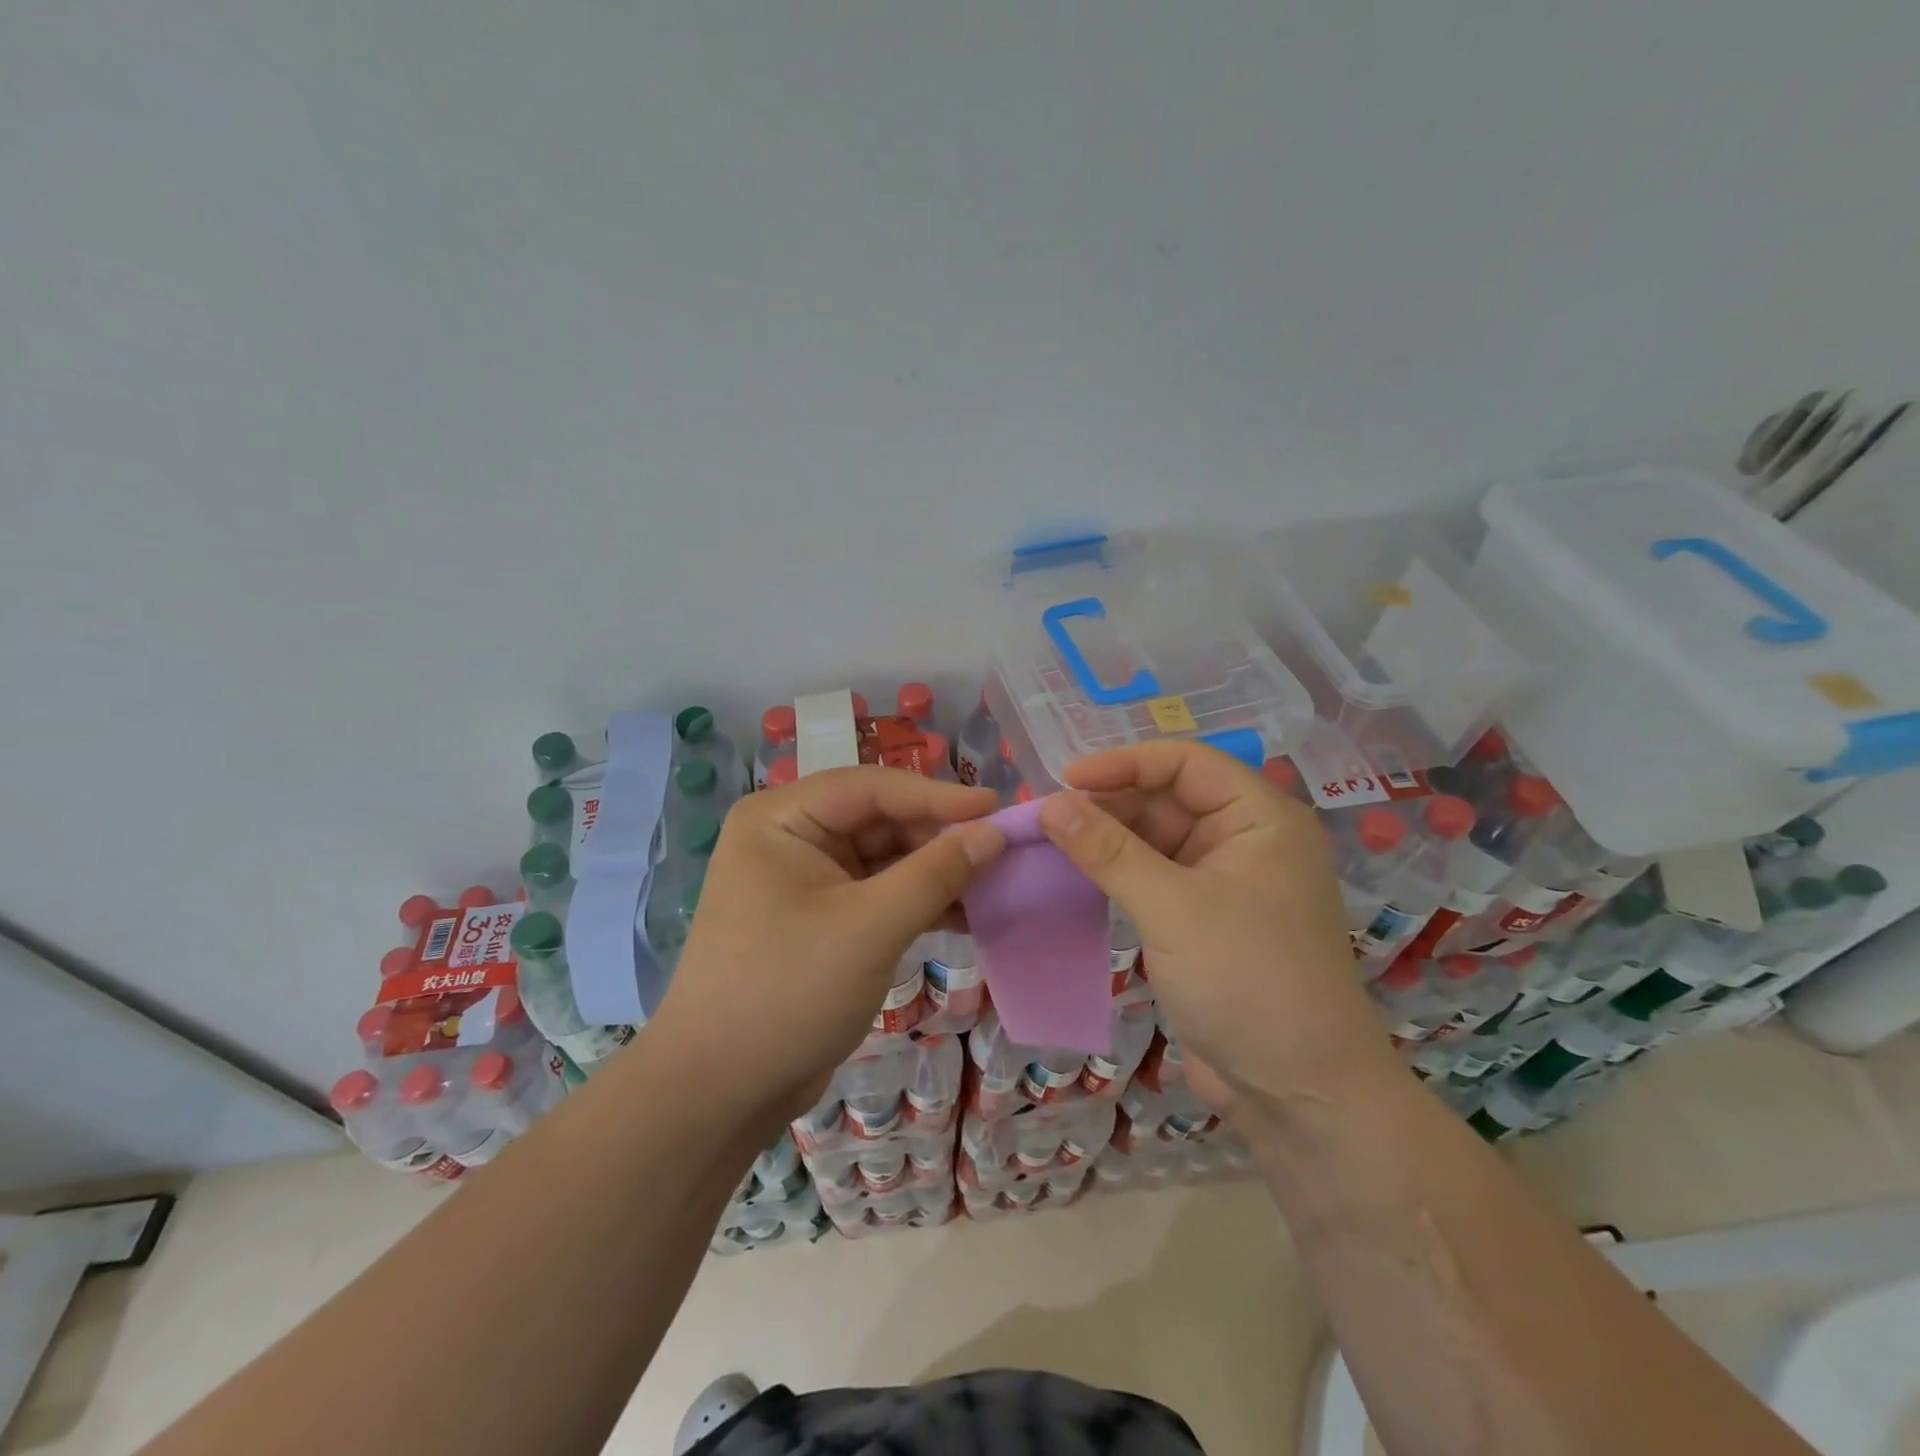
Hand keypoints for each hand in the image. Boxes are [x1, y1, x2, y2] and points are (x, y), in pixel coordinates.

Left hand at [649, 767, 1004, 1127]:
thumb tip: (993, 833)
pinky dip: (916, 902)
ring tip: (992, 883)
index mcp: (781, 818)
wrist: (719, 1092)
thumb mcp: (871, 927)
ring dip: (933, 872)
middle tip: (1000, 852)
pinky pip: (876, 893)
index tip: (997, 809)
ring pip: (882, 858)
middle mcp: (789, 837)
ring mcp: (802, 880)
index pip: (872, 788)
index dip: (938, 796)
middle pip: (878, 820)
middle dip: (937, 837)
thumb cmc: (788, 992)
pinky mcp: (818, 919)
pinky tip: (962, 915)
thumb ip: (936, 873)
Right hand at [1037, 742, 1399, 1125]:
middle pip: (1168, 798)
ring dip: (1107, 839)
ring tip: (1050, 842)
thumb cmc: (1249, 981)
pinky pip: (1153, 878)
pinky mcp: (1203, 920)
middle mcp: (1246, 840)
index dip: (1125, 763)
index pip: (1186, 763)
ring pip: (1156, 839)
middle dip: (1109, 803)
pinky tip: (1076, 877)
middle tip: (1047, 818)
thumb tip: (1051, 803)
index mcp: (1260, 818)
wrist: (1300, 1096)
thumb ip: (1109, 851)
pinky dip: (1116, 874)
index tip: (1065, 779)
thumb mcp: (1172, 908)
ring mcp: (1224, 882)